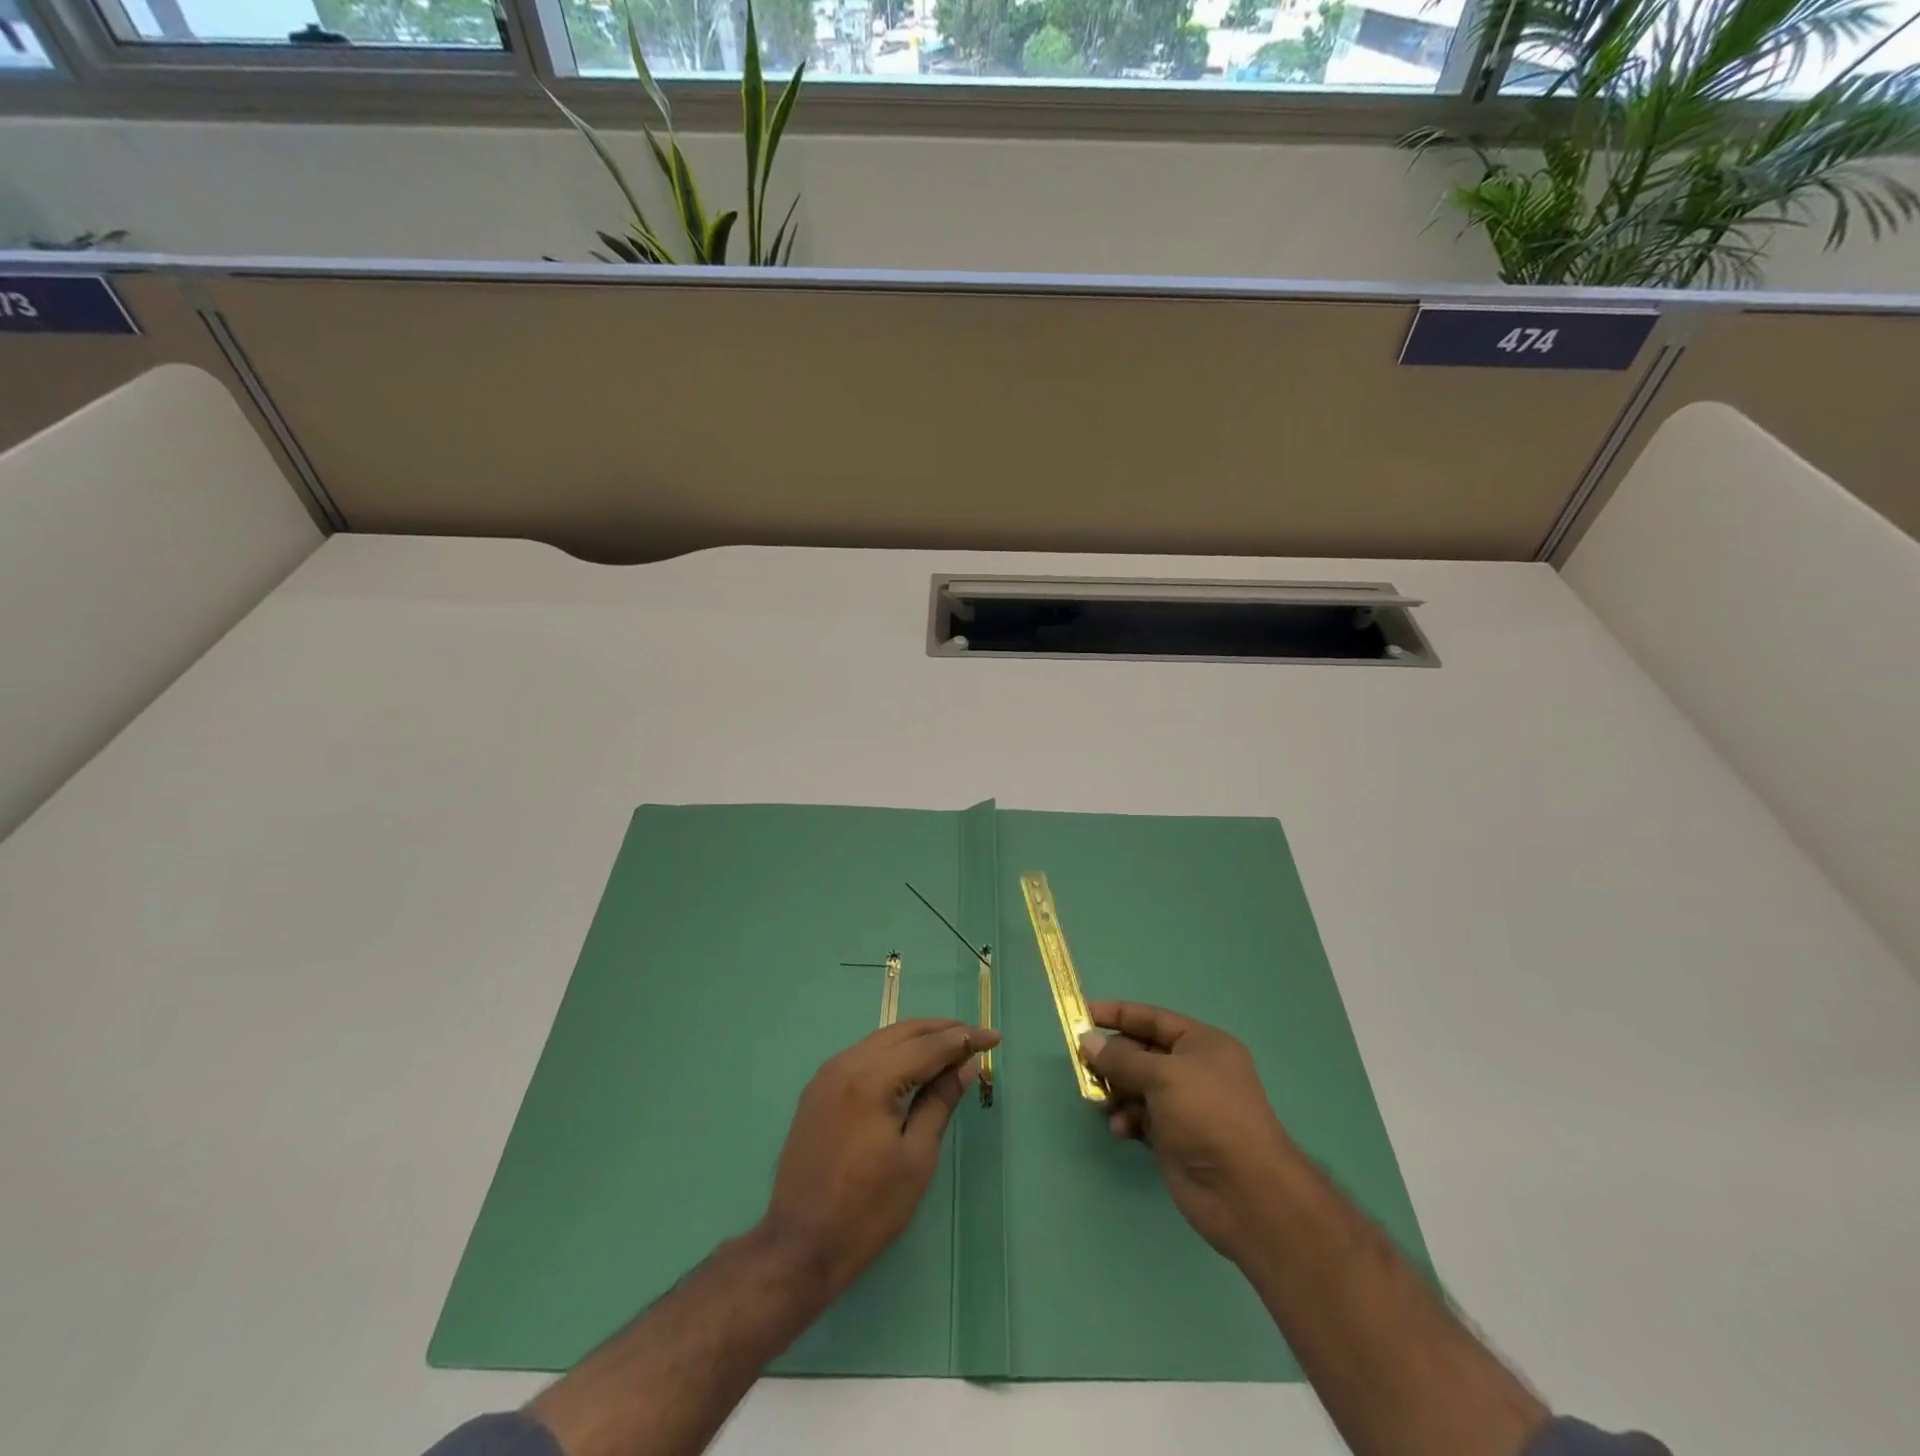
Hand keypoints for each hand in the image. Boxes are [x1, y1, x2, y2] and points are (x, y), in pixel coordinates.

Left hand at [761, 1018, 998, 1292]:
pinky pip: (863, 1054)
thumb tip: (965, 1064)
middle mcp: (846, 1063)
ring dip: (918, 1038)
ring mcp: (827, 1074)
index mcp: (871, 1079)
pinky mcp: (818, 1089)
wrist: (799, 1247)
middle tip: (976, 1037)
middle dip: (942, 1030)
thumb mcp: (916, 1158)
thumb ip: (940, 1102)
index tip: (995, 1037)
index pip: (928, 1046)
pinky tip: (911, 1064)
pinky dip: (893, 1052)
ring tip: (951, 1047)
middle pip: (903, 1032)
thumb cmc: (867, 1210)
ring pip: (881, 1039)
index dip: (965, 1039)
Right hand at [1079, 1000, 1298, 1266]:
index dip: (1117, 1014)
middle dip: (1113, 1059)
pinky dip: (1126, 1118)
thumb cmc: (1208, 1116)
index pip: (1152, 1018)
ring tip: (1101, 1102)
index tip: (1081, 1013)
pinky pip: (1140, 1117)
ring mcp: (1183, 1106)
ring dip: (1116, 1091)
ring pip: (1136, 1086)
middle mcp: (1193, 1070)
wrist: (1245, 1193)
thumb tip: (1088, 1041)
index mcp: (1201, 1044)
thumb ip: (1122, 1059)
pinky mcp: (1174, 1138)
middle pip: (1141, 1053)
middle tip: (1083, 1065)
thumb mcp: (1163, 1076)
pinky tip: (1120, 1129)